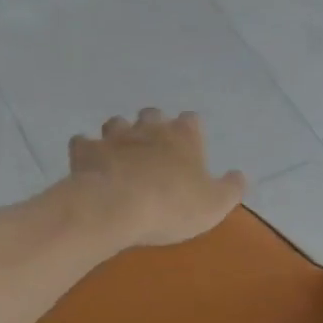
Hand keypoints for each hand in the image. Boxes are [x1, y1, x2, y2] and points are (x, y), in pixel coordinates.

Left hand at [67, 110, 246, 247]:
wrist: (115, 208)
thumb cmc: (172, 205)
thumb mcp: (214, 204)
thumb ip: (231, 188)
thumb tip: (240, 175)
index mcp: (183, 136)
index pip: (192, 120)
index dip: (191, 131)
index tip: (191, 145)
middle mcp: (150, 128)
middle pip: (153, 114)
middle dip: (153, 125)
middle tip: (154, 148)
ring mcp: (115, 137)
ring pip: (117, 123)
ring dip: (120, 134)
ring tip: (121, 153)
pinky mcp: (86, 151)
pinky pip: (82, 143)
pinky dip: (86, 150)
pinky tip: (88, 163)